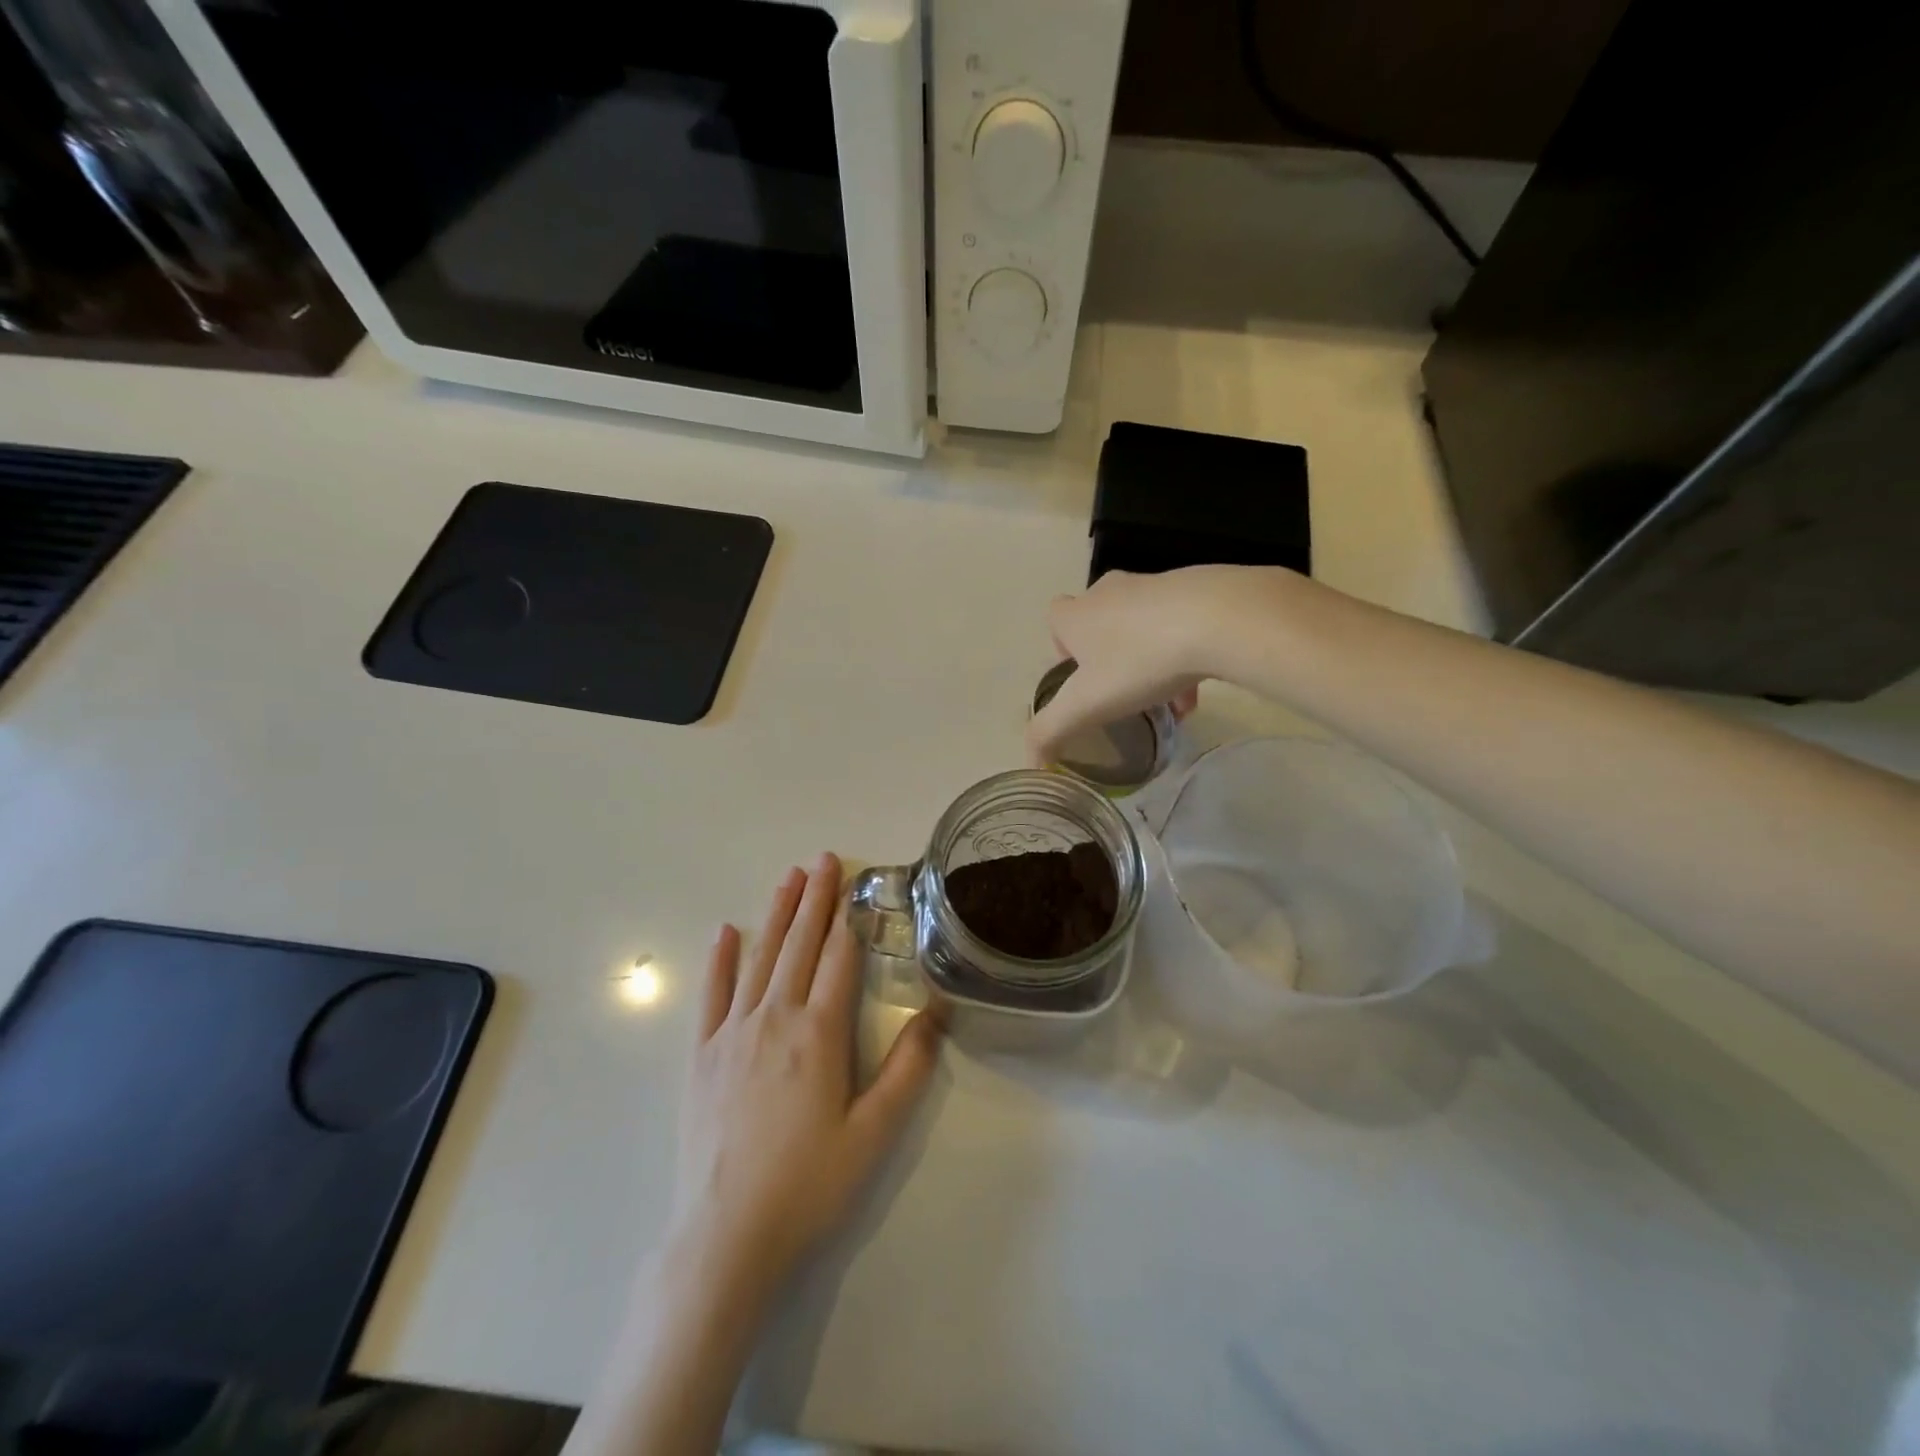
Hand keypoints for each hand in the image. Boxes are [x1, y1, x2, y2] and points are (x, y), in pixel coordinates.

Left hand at [670, 853, 941, 1307]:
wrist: (726, 1237)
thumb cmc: (809, 1184)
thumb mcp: (875, 1132)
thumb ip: (908, 1068)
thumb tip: (935, 1010)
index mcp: (819, 1033)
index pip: (839, 960)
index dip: (849, 918)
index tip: (854, 883)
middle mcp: (775, 1019)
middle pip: (800, 945)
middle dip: (814, 899)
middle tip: (823, 858)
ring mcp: (733, 1033)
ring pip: (759, 958)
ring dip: (776, 914)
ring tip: (789, 877)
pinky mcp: (702, 1055)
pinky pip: (713, 995)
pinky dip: (720, 960)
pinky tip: (726, 932)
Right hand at [1028, 566, 1270, 764]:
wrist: (1218, 619)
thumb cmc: (1139, 660)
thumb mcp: (1085, 706)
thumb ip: (1050, 733)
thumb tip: (1031, 763)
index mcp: (1078, 614)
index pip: (1055, 619)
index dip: (1062, 648)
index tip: (1081, 680)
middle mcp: (1110, 592)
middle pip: (1099, 622)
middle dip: (1108, 657)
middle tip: (1121, 692)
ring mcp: (1154, 586)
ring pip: (1142, 628)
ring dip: (1148, 662)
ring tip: (1164, 704)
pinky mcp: (1196, 588)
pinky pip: (1181, 627)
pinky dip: (1183, 657)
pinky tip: (1196, 694)